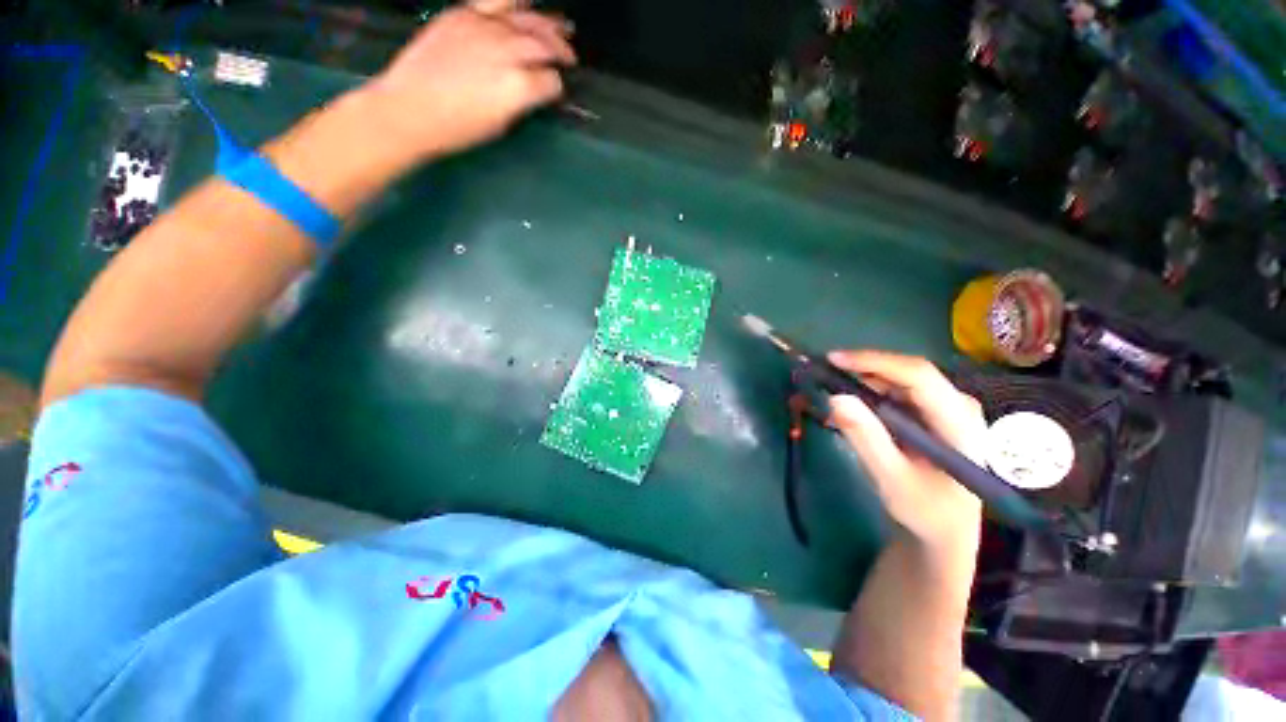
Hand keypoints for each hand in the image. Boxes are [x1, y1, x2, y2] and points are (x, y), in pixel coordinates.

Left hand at [360, 1, 575, 160]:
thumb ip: (520, 103)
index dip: (557, 87)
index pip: (551, 81)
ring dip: (549, 23)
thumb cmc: (457, 129)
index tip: (556, 90)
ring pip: (527, 19)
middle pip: (544, 44)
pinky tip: (528, 4)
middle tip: (569, 56)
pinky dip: (517, 3)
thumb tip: (533, 91)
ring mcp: (485, 28)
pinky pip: (497, 1)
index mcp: (518, 87)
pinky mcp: (463, 14)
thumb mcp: (500, 125)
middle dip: (561, 51)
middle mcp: (506, 52)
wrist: (408, 109)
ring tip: (563, 27)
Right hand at [826, 351, 986, 546]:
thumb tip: (834, 398)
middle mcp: (956, 405)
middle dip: (860, 371)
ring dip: (860, 384)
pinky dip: (867, 396)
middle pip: (905, 374)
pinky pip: (895, 393)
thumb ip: (866, 438)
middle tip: (821, 377)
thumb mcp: (893, 479)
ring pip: (897, 381)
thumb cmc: (927, 511)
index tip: (833, 360)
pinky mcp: (932, 413)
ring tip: (828, 393)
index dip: (874, 362)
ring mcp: (945, 407)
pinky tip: (847, 408)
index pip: (918, 375)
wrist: (949, 530)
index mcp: (959, 421)